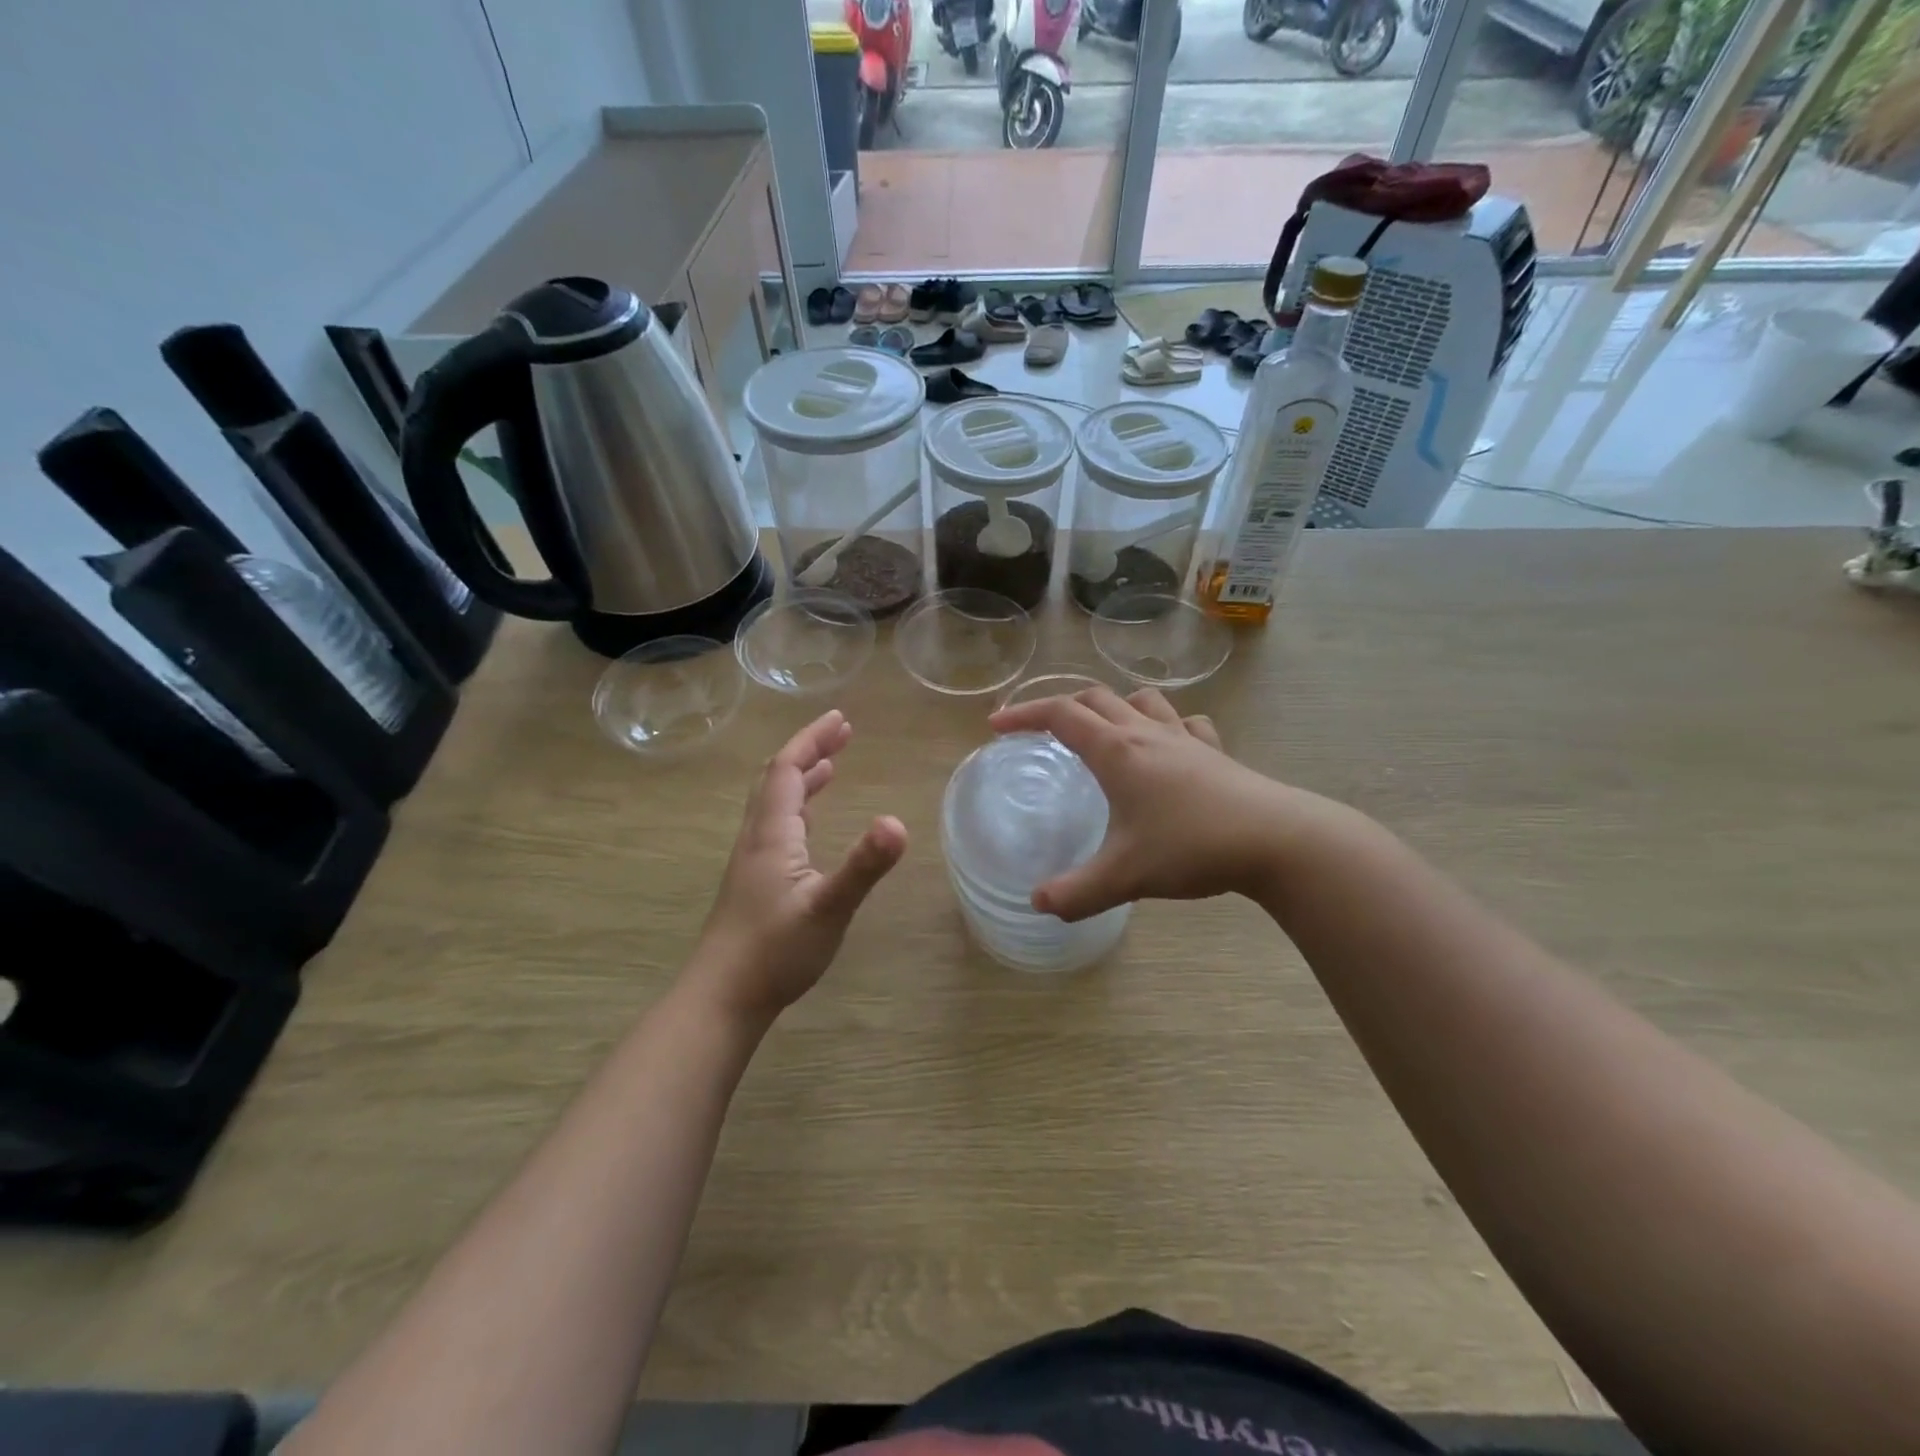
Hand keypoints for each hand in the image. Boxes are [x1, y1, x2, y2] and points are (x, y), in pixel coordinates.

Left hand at [688, 710, 906, 1024]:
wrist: (722, 997)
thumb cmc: (774, 951)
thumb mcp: (828, 908)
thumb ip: (863, 866)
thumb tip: (898, 822)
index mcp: (772, 833)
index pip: (787, 769)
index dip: (812, 739)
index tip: (841, 718)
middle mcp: (757, 837)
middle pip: (777, 778)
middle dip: (809, 750)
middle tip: (841, 732)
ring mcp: (752, 861)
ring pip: (773, 803)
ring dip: (801, 777)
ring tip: (830, 765)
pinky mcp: (753, 882)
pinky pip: (775, 826)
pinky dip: (797, 808)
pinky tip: (809, 824)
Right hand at [987, 687, 1342, 920]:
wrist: (1277, 840)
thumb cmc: (1192, 847)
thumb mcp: (1124, 876)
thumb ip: (1076, 892)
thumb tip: (1038, 903)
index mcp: (1116, 751)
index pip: (1060, 715)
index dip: (1023, 714)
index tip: (996, 725)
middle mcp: (1146, 733)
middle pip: (1095, 699)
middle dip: (1061, 707)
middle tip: (1041, 730)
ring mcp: (1185, 738)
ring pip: (1141, 700)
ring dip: (1114, 706)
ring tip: (1103, 731)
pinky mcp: (1215, 752)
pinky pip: (1184, 722)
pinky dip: (1165, 724)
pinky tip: (1168, 747)